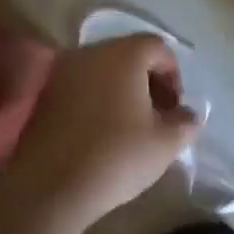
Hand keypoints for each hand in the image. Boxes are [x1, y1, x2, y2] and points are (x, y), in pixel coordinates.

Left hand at [5, 34, 200, 232]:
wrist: (48, 187)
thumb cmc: (116, 156)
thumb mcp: (165, 144)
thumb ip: (185, 123)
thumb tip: (188, 116)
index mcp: (124, 54)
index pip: (157, 47)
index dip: (173, 74)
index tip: (175, 108)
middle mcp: (92, 52)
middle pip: (129, 55)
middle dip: (148, 81)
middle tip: (157, 116)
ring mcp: (64, 72)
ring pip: (103, 71)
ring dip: (122, 91)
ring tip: (130, 127)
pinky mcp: (45, 95)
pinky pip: (81, 87)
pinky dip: (97, 101)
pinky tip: (101, 133)